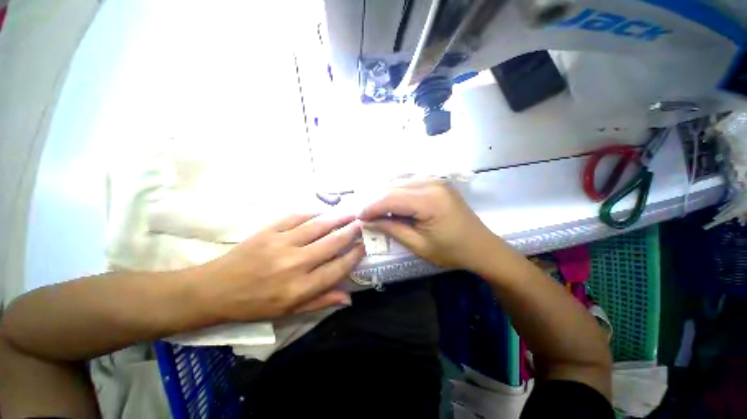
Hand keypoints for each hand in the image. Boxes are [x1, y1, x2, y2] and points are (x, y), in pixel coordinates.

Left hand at [195, 213, 364, 321]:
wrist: (216, 289)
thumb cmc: (255, 304)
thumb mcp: (289, 312)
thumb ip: (321, 302)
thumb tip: (349, 298)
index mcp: (300, 288)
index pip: (336, 269)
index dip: (353, 256)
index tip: (363, 247)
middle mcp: (294, 264)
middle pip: (331, 244)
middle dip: (350, 232)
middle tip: (362, 223)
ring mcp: (281, 244)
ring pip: (317, 227)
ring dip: (337, 218)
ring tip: (350, 213)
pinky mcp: (269, 231)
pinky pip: (296, 217)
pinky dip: (313, 213)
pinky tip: (323, 211)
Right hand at [359, 181, 499, 270]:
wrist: (481, 247)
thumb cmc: (452, 251)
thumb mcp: (419, 245)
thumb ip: (392, 229)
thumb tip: (368, 222)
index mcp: (430, 201)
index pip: (391, 198)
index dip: (371, 207)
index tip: (358, 217)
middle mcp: (432, 183)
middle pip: (393, 187)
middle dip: (375, 200)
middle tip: (363, 214)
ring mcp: (436, 180)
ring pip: (399, 181)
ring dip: (384, 193)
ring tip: (374, 208)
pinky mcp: (437, 182)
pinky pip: (409, 181)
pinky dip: (395, 189)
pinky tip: (389, 199)